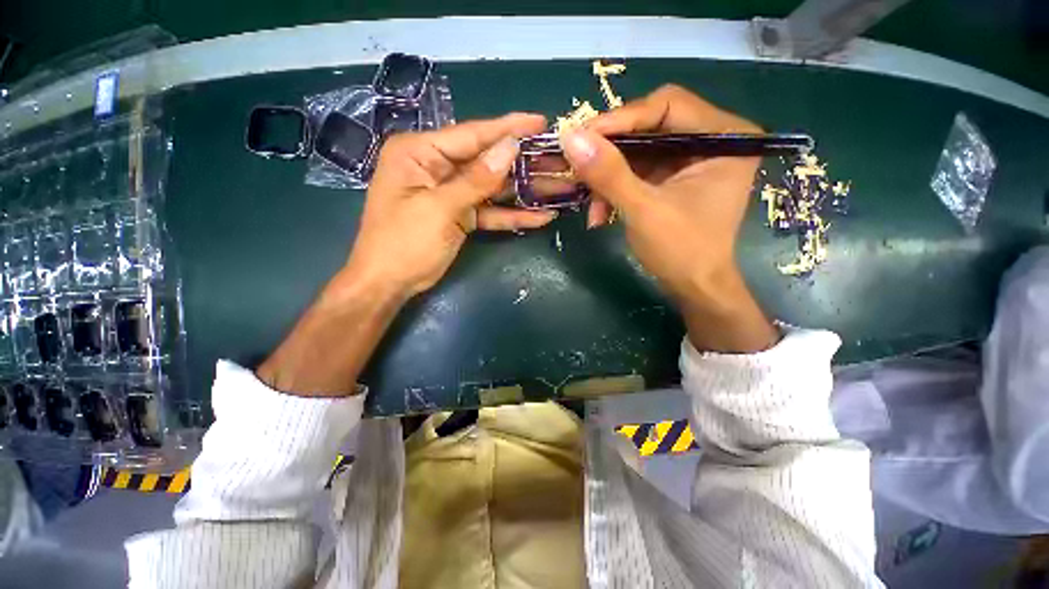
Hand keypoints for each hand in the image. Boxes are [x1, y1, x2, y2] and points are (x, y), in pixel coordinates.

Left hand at [257, 115, 556, 395]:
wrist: (388, 284)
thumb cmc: (403, 243)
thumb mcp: (439, 209)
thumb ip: (476, 180)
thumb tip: (510, 148)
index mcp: (420, 153)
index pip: (471, 135)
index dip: (508, 128)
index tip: (541, 122)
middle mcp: (437, 167)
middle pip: (487, 161)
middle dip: (523, 163)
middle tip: (558, 158)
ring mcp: (451, 193)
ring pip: (493, 188)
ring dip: (524, 191)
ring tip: (558, 187)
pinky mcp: (461, 215)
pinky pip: (490, 212)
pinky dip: (512, 216)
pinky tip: (540, 217)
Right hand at [560, 85, 778, 352]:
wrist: (694, 287)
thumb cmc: (681, 251)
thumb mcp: (643, 210)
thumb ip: (608, 173)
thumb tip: (570, 136)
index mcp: (725, 136)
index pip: (666, 105)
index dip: (621, 119)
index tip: (581, 137)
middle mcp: (713, 138)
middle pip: (650, 124)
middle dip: (611, 151)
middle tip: (579, 165)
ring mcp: (692, 159)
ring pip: (639, 150)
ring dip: (609, 176)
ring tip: (589, 203)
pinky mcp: (675, 177)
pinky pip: (638, 170)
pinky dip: (616, 188)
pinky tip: (599, 211)